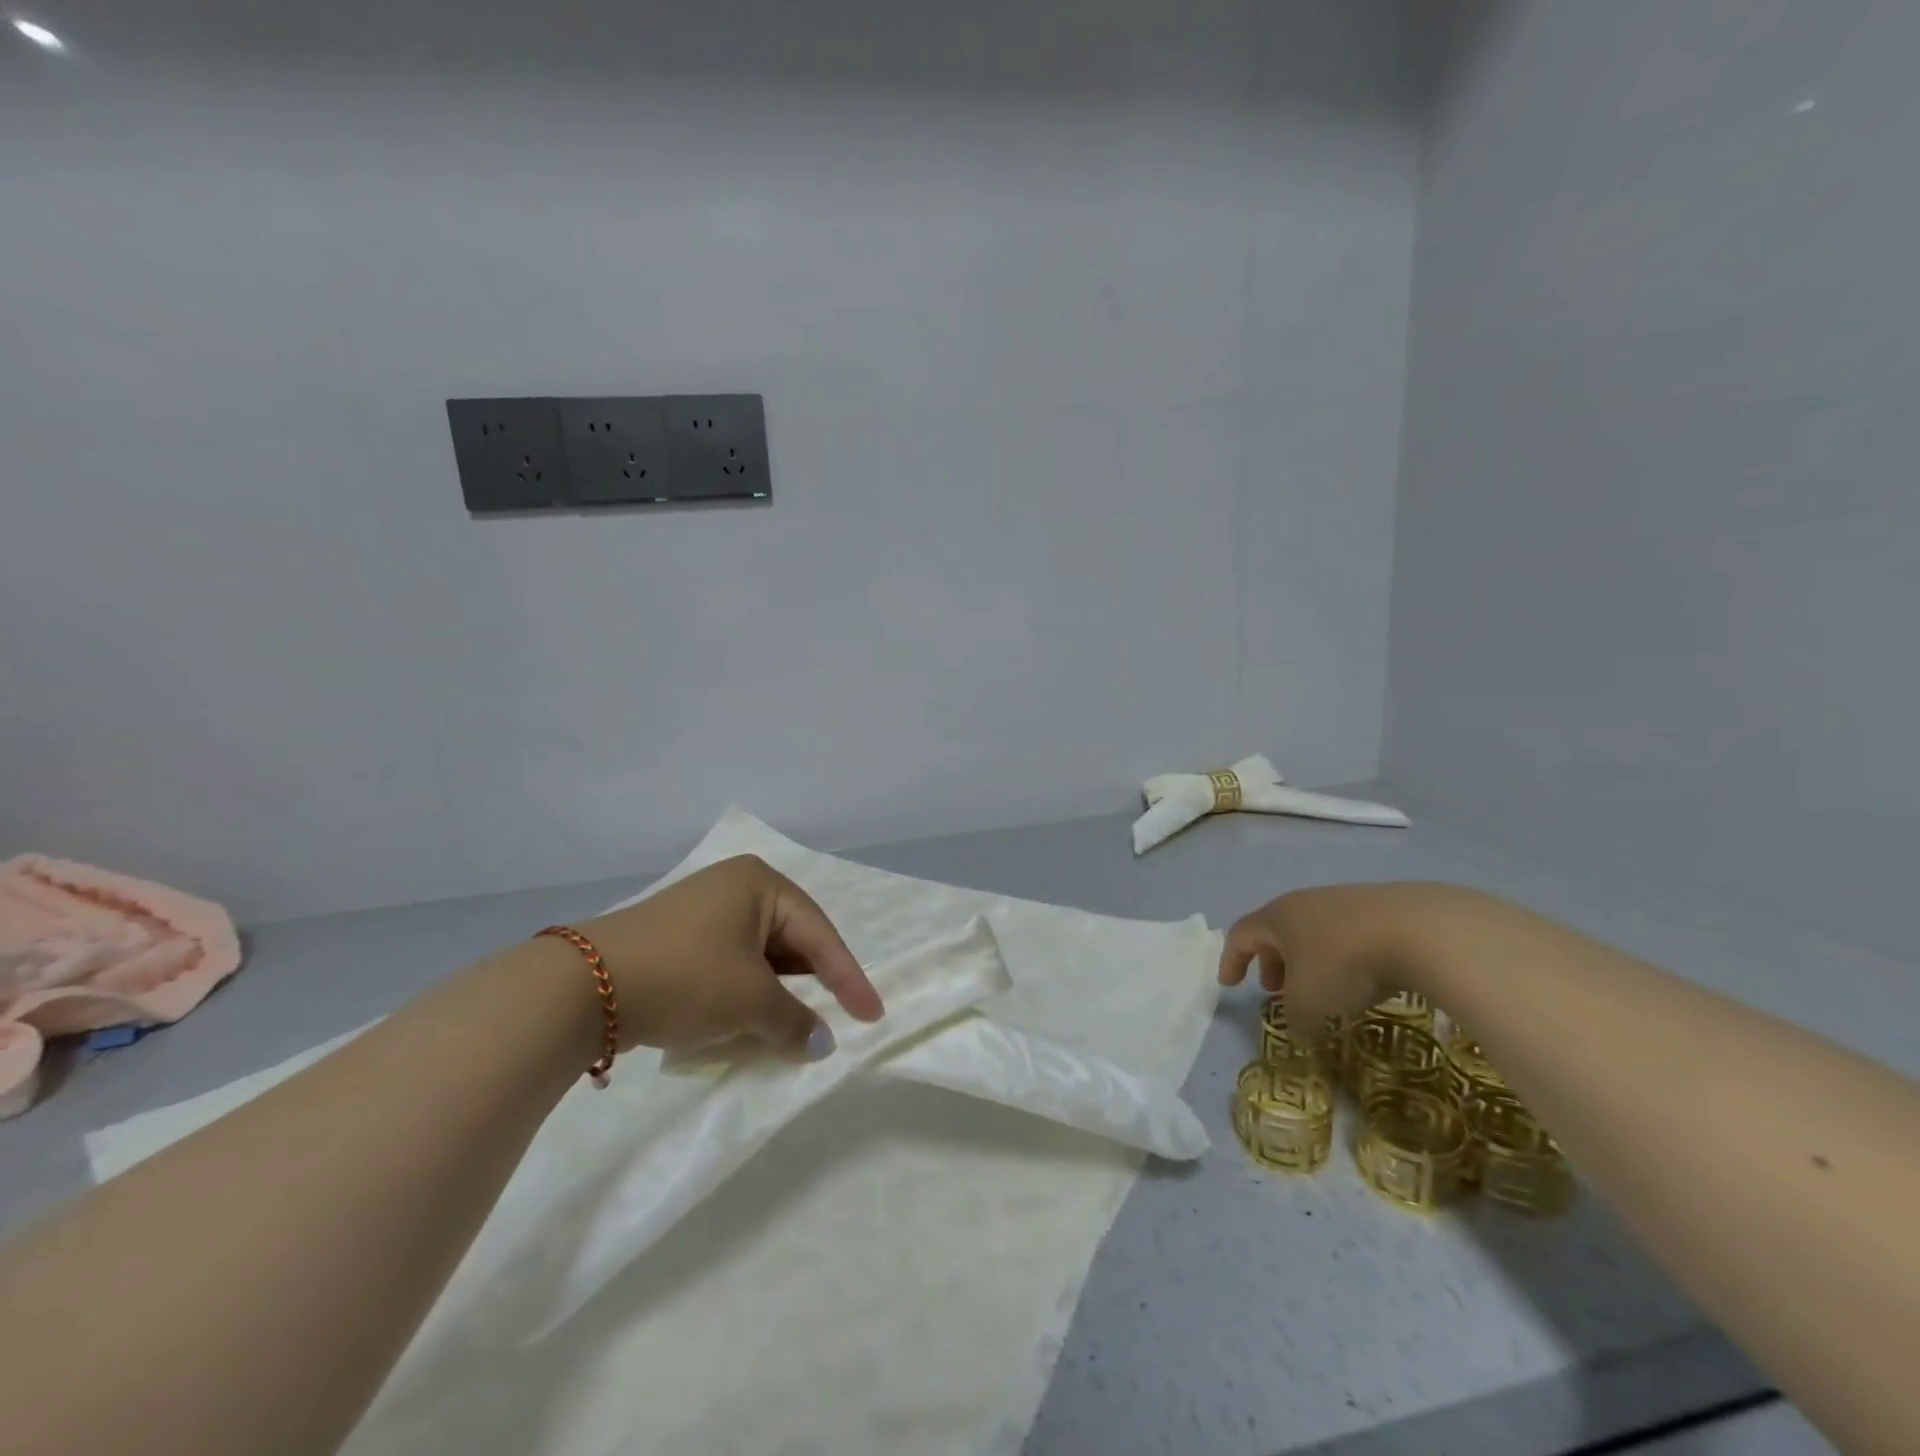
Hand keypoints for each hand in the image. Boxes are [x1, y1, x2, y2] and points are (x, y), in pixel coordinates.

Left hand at [571, 855, 883, 1058]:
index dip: (849, 978)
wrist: (581, 988)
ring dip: (778, 992)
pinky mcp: (679, 938)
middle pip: (792, 939)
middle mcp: (735, 887)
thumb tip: (822, 1043)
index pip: (820, 933)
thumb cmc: (686, 976)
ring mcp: (703, 911)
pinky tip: (749, 1020)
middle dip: (812, 983)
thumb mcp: (749, 1001)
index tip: (873, 1015)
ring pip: (760, 955)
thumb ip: (795, 1021)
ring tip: (794, 1026)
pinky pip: (732, 963)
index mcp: (761, 884)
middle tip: (837, 1017)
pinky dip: (747, 992)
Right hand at [1217, 882, 1463, 1028]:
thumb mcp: (1309, 1001)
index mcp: (1277, 918)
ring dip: (1308, 962)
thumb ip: (1295, 1018)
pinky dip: (1341, 958)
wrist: (1419, 930)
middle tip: (1276, 990)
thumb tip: (1297, 1029)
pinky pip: (1347, 935)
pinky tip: (1361, 981)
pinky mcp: (1380, 910)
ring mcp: (1343, 902)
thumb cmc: (1343, 962)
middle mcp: (1304, 903)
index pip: (1241, 935)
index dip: (1232, 960)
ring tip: (1320, 990)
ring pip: (1313, 933)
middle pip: (1277, 931)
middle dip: (1272, 962)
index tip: (1230, 984)